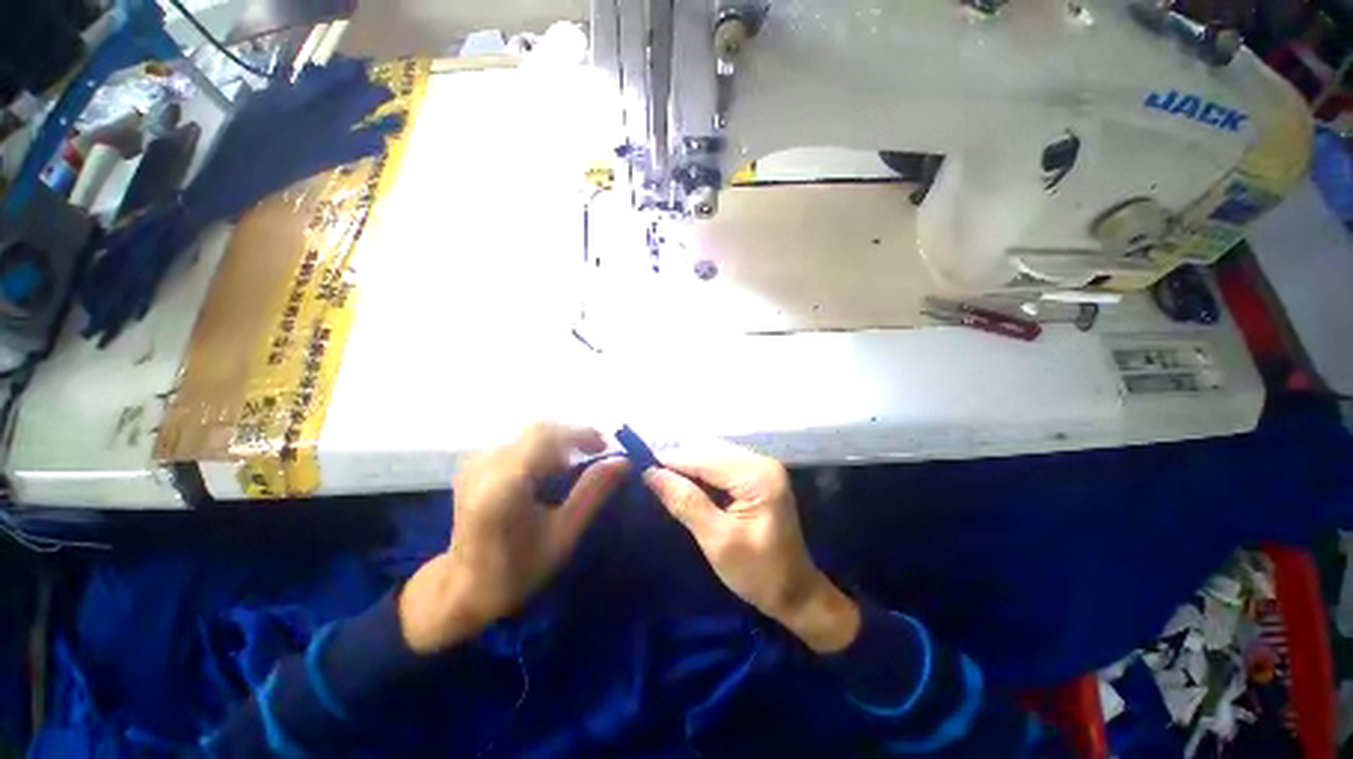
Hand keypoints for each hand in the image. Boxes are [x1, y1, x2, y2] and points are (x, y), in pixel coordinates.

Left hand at [399, 423, 627, 653]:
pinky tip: (550, 471)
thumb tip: (623, 462)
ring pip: (528, 434)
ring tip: (576, 465)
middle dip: (572, 436)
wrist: (461, 590)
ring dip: (558, 443)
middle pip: (538, 429)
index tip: (606, 446)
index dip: (581, 433)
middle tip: (597, 452)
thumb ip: (592, 492)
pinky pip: (517, 443)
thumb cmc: (517, 570)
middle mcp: (486, 464)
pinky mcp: (475, 464)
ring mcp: (476, 462)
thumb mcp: (563, 535)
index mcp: (504, 484)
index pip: (547, 436)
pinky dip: (541, 449)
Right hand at [643, 443, 859, 652]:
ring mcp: (762, 467)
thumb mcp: (717, 540)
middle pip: (709, 453)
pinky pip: (722, 466)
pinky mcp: (759, 476)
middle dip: (679, 463)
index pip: (704, 459)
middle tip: (649, 476)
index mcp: (757, 476)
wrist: (796, 593)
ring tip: (662, 480)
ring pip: (714, 456)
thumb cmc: (758, 573)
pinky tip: (687, 484)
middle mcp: (762, 462)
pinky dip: (702, 474)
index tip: (640, 467)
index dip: (671, 461)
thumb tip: (651, 474)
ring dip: (688, 467)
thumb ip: (685, 502)